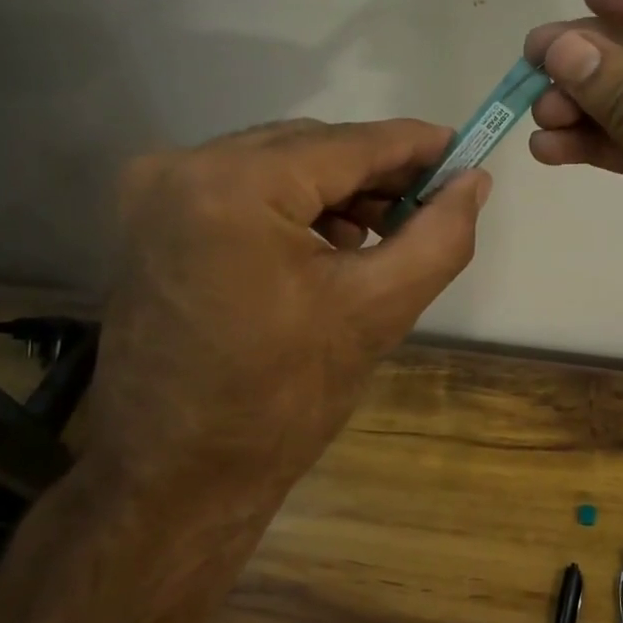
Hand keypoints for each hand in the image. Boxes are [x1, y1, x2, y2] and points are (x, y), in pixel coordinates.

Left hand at [84, 120, 489, 506]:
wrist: (173, 478)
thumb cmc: (280, 401)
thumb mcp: (377, 311)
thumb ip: (439, 235)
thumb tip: (474, 181)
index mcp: (235, 186)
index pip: (348, 144)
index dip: (414, 143)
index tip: (463, 150)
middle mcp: (183, 166)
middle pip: (310, 146)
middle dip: (376, 171)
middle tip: (431, 201)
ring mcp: (155, 189)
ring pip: (277, 162)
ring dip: (336, 187)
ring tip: (382, 231)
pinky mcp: (148, 216)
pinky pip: (242, 184)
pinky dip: (293, 203)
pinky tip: (327, 242)